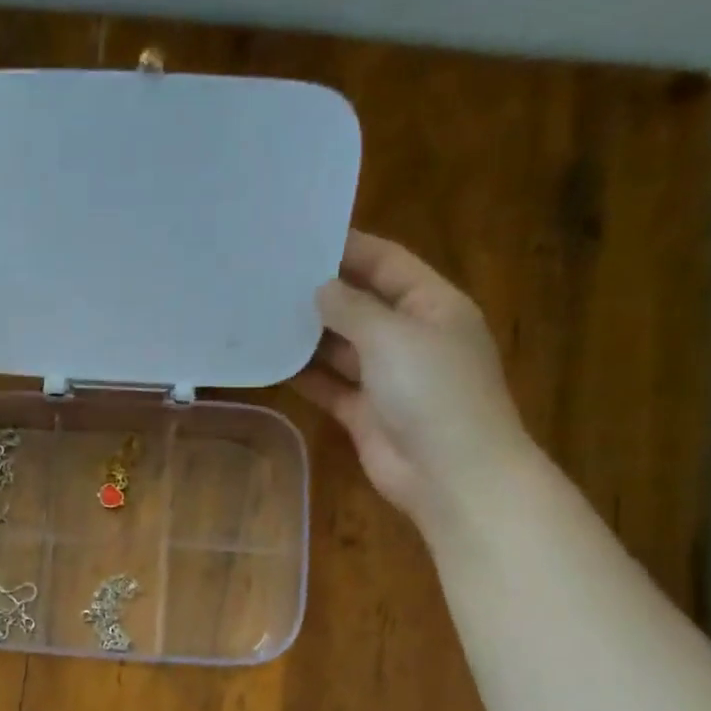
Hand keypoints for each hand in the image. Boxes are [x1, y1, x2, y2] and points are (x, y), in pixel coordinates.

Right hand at [294, 230, 531, 533]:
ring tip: (260, 314)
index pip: (387, 264)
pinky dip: (305, 376)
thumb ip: (352, 309)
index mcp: (432, 305)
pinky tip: (270, 362)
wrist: (450, 474)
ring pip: (341, 348)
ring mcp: (387, 377)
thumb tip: (320, 288)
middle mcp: (409, 336)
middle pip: (361, 305)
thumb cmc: (432, 392)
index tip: (302, 236)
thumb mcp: (393, 337)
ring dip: (308, 335)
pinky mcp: (364, 413)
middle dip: (321, 292)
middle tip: (270, 277)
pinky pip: (330, 386)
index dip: (350, 248)